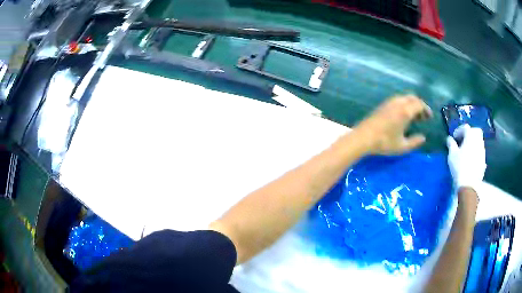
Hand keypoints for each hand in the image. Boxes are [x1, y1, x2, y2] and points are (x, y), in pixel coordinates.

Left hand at [353, 95, 432, 154]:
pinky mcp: (383, 105)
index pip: (419, 104)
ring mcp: (389, 102)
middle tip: (423, 117)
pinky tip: (403, 116)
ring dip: (411, 104)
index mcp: (405, 111)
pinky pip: (397, 100)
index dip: (426, 110)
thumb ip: (415, 142)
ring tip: (414, 117)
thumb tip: (423, 138)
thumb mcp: (402, 146)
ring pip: (404, 98)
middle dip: (420, 106)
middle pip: (412, 98)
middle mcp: (398, 103)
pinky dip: (404, 104)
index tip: (429, 117)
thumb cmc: (384, 142)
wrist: (363, 137)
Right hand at [447, 124, 485, 192]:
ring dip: (473, 143)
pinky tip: (470, 159)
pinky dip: (475, 151)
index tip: (454, 138)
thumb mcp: (452, 155)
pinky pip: (480, 151)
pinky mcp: (483, 161)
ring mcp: (482, 151)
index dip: (459, 130)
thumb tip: (449, 139)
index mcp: (470, 136)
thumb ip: (451, 144)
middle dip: (469, 133)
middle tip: (462, 140)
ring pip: (479, 141)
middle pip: (475, 131)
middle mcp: (478, 141)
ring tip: (466, 150)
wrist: (469, 184)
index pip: (465, 127)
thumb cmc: (459, 167)